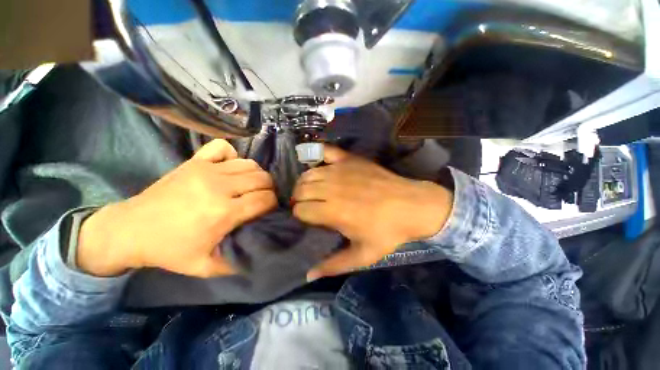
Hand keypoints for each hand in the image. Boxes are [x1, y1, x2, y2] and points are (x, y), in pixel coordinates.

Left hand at [77, 139, 276, 277]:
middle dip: (269, 189)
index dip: (273, 204)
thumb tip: (261, 248)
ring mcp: (206, 170)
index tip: (269, 210)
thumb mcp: (205, 268)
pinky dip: (232, 155)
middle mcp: (219, 186)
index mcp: (224, 212)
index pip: (266, 199)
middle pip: (262, 179)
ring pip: (250, 164)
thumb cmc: (170, 250)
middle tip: (262, 199)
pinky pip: (223, 148)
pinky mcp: (195, 161)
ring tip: (251, 186)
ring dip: (256, 175)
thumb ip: (237, 261)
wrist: (130, 230)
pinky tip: (229, 167)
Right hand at [292, 145, 452, 279]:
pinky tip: (318, 164)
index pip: (300, 210)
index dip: (300, 215)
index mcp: (332, 211)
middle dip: (299, 198)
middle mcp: (331, 188)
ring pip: (308, 173)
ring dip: (305, 182)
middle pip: (300, 190)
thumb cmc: (388, 231)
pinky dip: (317, 156)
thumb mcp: (362, 255)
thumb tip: (308, 275)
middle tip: (307, 204)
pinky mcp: (350, 159)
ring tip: (311, 190)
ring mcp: (340, 170)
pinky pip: (326, 152)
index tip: (308, 218)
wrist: (412, 205)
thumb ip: (334, 265)